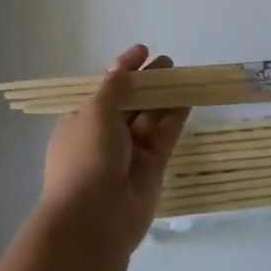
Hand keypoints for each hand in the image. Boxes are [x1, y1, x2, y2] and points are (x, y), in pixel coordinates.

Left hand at [40, 45, 189, 254]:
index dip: (123, 69)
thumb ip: (114, 89)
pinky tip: (188, 98)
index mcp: (82, 120)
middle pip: (130, 101)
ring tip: (181, 73)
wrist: (94, 219)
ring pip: (149, 117)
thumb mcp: (95, 112)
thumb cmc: (86, 157)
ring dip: (164, 96)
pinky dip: (175, 117)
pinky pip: (165, 136)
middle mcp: (105, 135)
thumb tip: (121, 68)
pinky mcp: (152, 167)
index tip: (142, 51)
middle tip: (168, 62)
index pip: (105, 88)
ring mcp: (129, 152)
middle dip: (147, 81)